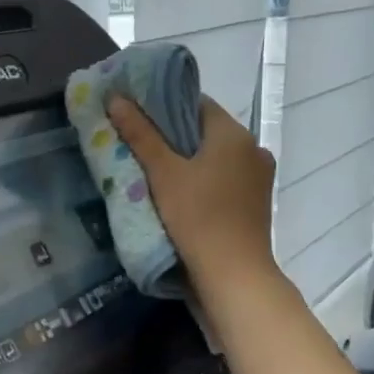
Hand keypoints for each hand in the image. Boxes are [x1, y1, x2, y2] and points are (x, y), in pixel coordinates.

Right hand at [107, 93, 280, 301]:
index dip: (163, 105)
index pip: (195, 103)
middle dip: (170, 134)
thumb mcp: (162, 172)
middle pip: (204, 130)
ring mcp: (257, 177)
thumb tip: (115, 97)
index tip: (134, 114)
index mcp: (234, 133)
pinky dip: (200, 178)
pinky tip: (176, 192)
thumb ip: (139, 133)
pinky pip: (222, 177)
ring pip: (213, 156)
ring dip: (185, 158)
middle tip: (134, 141)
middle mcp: (252, 148)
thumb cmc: (197, 216)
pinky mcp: (254, 202)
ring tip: (151, 168)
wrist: (233, 275)